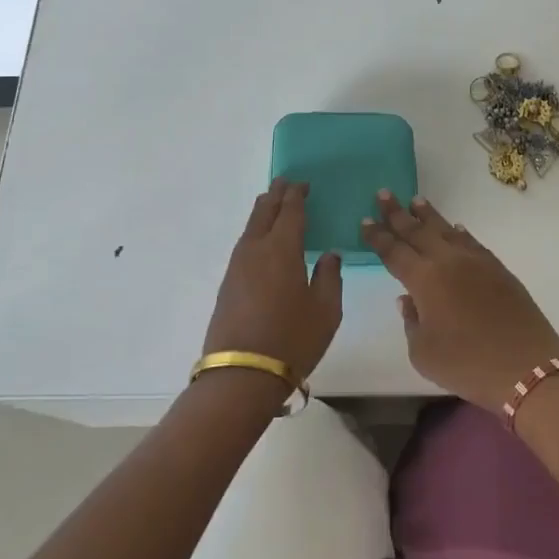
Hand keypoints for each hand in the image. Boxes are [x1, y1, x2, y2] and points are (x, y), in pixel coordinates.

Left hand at [203, 179, 342, 382]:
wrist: (242, 375)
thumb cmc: (292, 339)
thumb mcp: (326, 310)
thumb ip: (330, 277)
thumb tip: (329, 255)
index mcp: (282, 248)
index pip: (290, 211)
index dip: (297, 195)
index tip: (303, 184)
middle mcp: (256, 249)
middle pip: (265, 211)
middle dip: (276, 195)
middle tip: (285, 183)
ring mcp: (237, 266)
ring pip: (251, 226)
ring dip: (263, 211)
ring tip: (273, 204)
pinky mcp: (228, 283)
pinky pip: (244, 243)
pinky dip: (255, 231)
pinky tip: (261, 239)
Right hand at [361, 191, 558, 410]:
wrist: (526, 367)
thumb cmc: (467, 364)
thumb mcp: (423, 353)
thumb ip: (411, 321)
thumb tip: (409, 299)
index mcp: (424, 279)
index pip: (394, 251)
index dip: (378, 236)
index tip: (365, 220)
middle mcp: (447, 261)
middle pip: (417, 231)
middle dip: (397, 213)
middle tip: (383, 194)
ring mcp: (475, 261)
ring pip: (445, 230)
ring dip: (428, 215)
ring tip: (415, 201)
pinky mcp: (498, 269)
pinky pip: (471, 241)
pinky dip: (458, 232)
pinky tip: (454, 227)